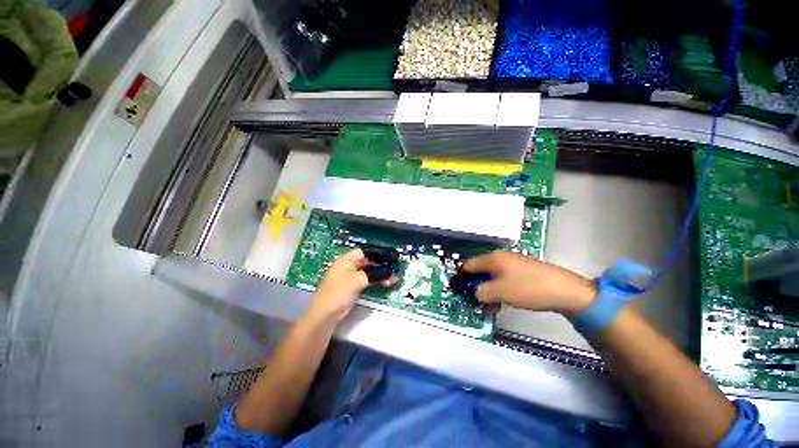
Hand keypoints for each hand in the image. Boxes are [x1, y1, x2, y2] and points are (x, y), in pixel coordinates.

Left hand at [307, 249, 396, 320]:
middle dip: (381, 266)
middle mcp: (348, 266)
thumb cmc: (339, 293)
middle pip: (368, 262)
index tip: (390, 259)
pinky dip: (375, 282)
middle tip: (394, 270)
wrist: (323, 316)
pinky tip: (386, 284)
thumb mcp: (357, 280)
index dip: (377, 254)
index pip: (364, 252)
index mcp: (346, 260)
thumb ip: (374, 274)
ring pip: (368, 272)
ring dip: (380, 275)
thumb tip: (389, 271)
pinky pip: (366, 281)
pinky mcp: (351, 288)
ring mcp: (350, 278)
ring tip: (394, 279)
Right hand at [461, 252, 595, 315]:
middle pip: (480, 269)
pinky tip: (503, 299)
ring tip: (488, 303)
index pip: (468, 264)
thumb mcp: (500, 292)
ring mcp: (513, 263)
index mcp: (493, 259)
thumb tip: (474, 293)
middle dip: (475, 284)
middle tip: (473, 298)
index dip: (461, 276)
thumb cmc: (528, 289)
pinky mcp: (522, 270)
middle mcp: (501, 257)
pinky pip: (504, 277)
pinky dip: (499, 287)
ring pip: (492, 275)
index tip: (458, 289)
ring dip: (487, 288)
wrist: (565, 290)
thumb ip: (481, 292)